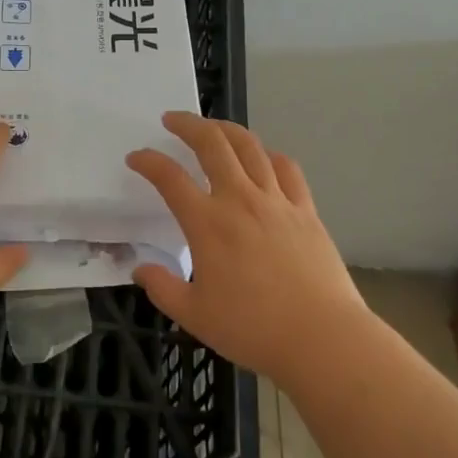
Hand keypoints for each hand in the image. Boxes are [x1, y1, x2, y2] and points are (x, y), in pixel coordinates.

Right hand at [127, 113, 366, 382]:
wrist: (321, 337)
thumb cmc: (253, 329)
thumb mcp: (194, 316)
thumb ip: (162, 288)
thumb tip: (140, 268)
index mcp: (207, 223)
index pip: (169, 177)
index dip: (148, 161)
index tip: (136, 157)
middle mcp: (239, 199)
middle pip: (211, 143)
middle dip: (188, 124)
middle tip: (172, 120)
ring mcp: (276, 200)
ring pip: (249, 146)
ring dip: (226, 129)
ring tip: (213, 127)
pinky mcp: (305, 209)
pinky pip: (286, 167)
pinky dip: (269, 154)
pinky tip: (263, 158)